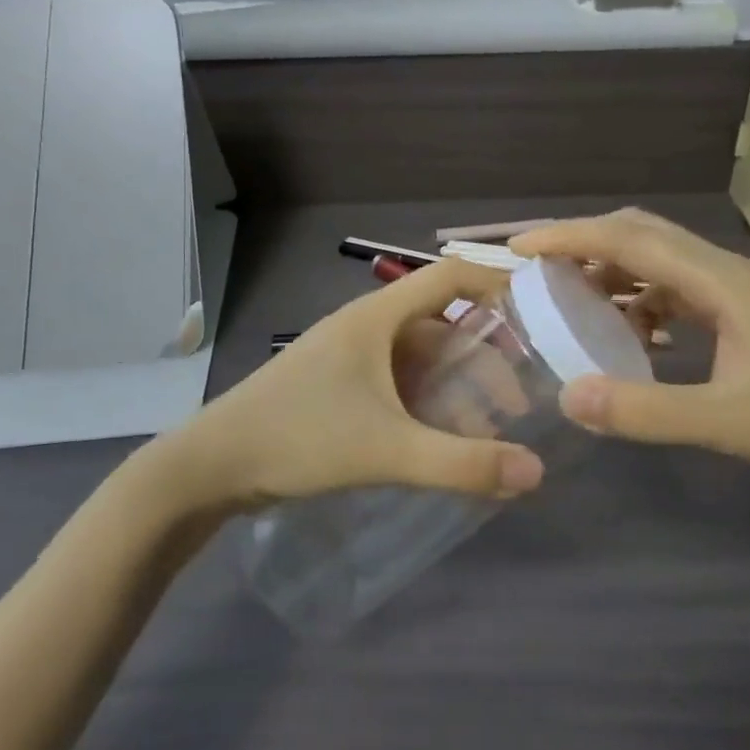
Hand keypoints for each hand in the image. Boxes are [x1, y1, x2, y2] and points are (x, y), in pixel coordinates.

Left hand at [162, 259, 547, 511]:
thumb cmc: (299, 437)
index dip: (496, 286)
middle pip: (442, 323)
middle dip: (484, 356)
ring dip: (456, 385)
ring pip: (420, 358)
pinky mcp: (339, 386)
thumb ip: (461, 463)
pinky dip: (427, 403)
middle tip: (518, 400)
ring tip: (488, 429)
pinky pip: (398, 382)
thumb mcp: (386, 450)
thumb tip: (535, 473)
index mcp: (378, 316)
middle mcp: (367, 326)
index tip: (539, 318)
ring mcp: (350, 356)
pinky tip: (442, 441)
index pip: (451, 276)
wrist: (210, 467)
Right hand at [512, 209, 749, 495]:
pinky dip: (642, 303)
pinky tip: (632, 337)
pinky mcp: (748, 317)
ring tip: (570, 301)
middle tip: (534, 269)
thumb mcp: (732, 424)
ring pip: (660, 262)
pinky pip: (679, 293)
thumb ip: (648, 411)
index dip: (569, 236)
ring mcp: (740, 294)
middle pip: (642, 235)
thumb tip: (569, 397)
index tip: (517, 246)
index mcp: (722, 281)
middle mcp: (727, 273)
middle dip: (583, 244)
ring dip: (613, 272)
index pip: (630, 238)